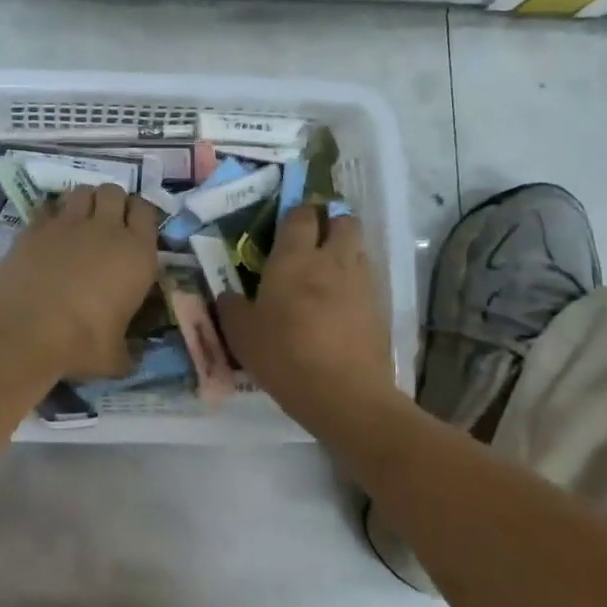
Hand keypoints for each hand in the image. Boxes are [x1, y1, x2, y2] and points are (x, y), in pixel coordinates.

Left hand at [0, 184, 160, 377]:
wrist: (23, 330)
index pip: (147, 211)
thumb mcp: (115, 358)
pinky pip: (49, 206)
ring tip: (80, 221)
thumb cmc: (80, 343)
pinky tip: (50, 232)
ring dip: (85, 201)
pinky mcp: (35, 227)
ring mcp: (68, 223)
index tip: (135, 229)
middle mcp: (106, 229)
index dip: (140, 215)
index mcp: (137, 253)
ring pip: (83, 191)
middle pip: (114, 191)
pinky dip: (53, 213)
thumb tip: (134, 358)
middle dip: (113, 202)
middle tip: (107, 224)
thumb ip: (129, 353)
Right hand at [217, 205, 392, 411]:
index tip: (288, 224)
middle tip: (315, 241)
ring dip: (346, 251)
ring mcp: (360, 282)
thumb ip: (232, 308)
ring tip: (328, 273)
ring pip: (359, 249)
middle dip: (332, 223)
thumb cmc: (284, 355)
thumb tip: (228, 295)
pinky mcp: (379, 308)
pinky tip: (342, 305)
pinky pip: (367, 281)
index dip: (297, 213)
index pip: (301, 215)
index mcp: (293, 258)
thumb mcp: (242, 335)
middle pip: (343, 221)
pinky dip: (356, 283)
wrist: (344, 394)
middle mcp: (331, 260)